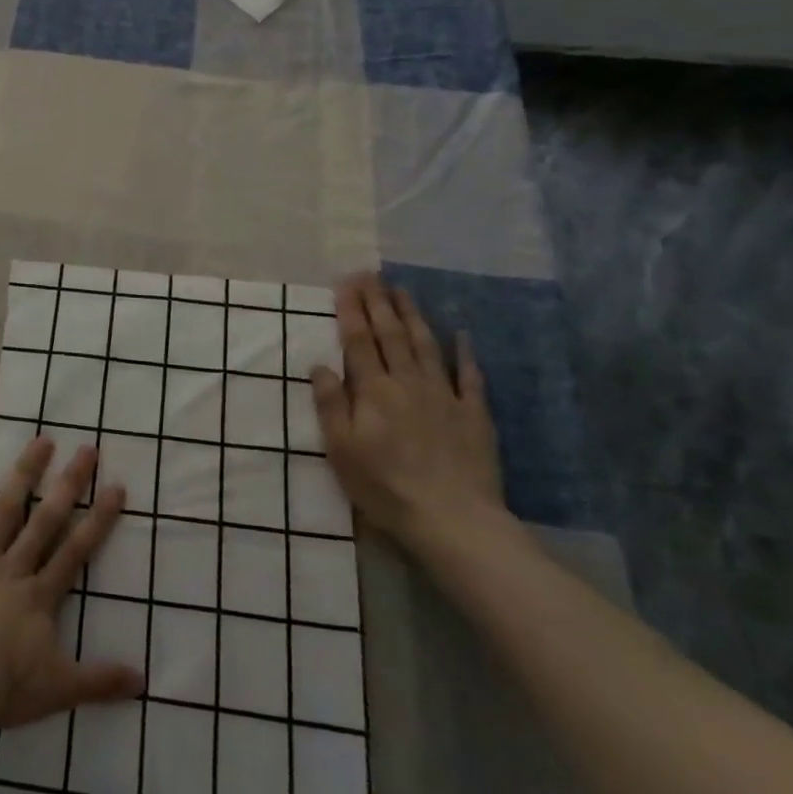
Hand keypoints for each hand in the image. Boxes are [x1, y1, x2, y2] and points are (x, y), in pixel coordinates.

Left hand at [0, 438, 144, 747]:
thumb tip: (144, 680)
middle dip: (69, 484)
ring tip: (40, 441)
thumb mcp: (58, 690)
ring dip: (24, 475)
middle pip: (46, 519)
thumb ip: (100, 682)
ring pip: (6, 510)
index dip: (99, 519)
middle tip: (86, 449)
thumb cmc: (1, 687)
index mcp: (40, 595)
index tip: (116, 486)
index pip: (77, 550)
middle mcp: (14, 568)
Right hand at [310, 272, 509, 552]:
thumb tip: (319, 364)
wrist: (453, 519)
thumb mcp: (342, 450)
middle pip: (391, 335)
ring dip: (413, 315)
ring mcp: (443, 395)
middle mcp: (407, 383)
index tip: (346, 282)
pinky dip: (465, 353)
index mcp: (373, 391)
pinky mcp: (473, 414)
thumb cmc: (385, 487)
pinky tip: (461, 334)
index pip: (359, 341)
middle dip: (378, 302)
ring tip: (403, 290)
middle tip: (371, 274)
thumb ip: (331, 404)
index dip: (351, 310)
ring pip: (426, 345)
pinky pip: (469, 376)